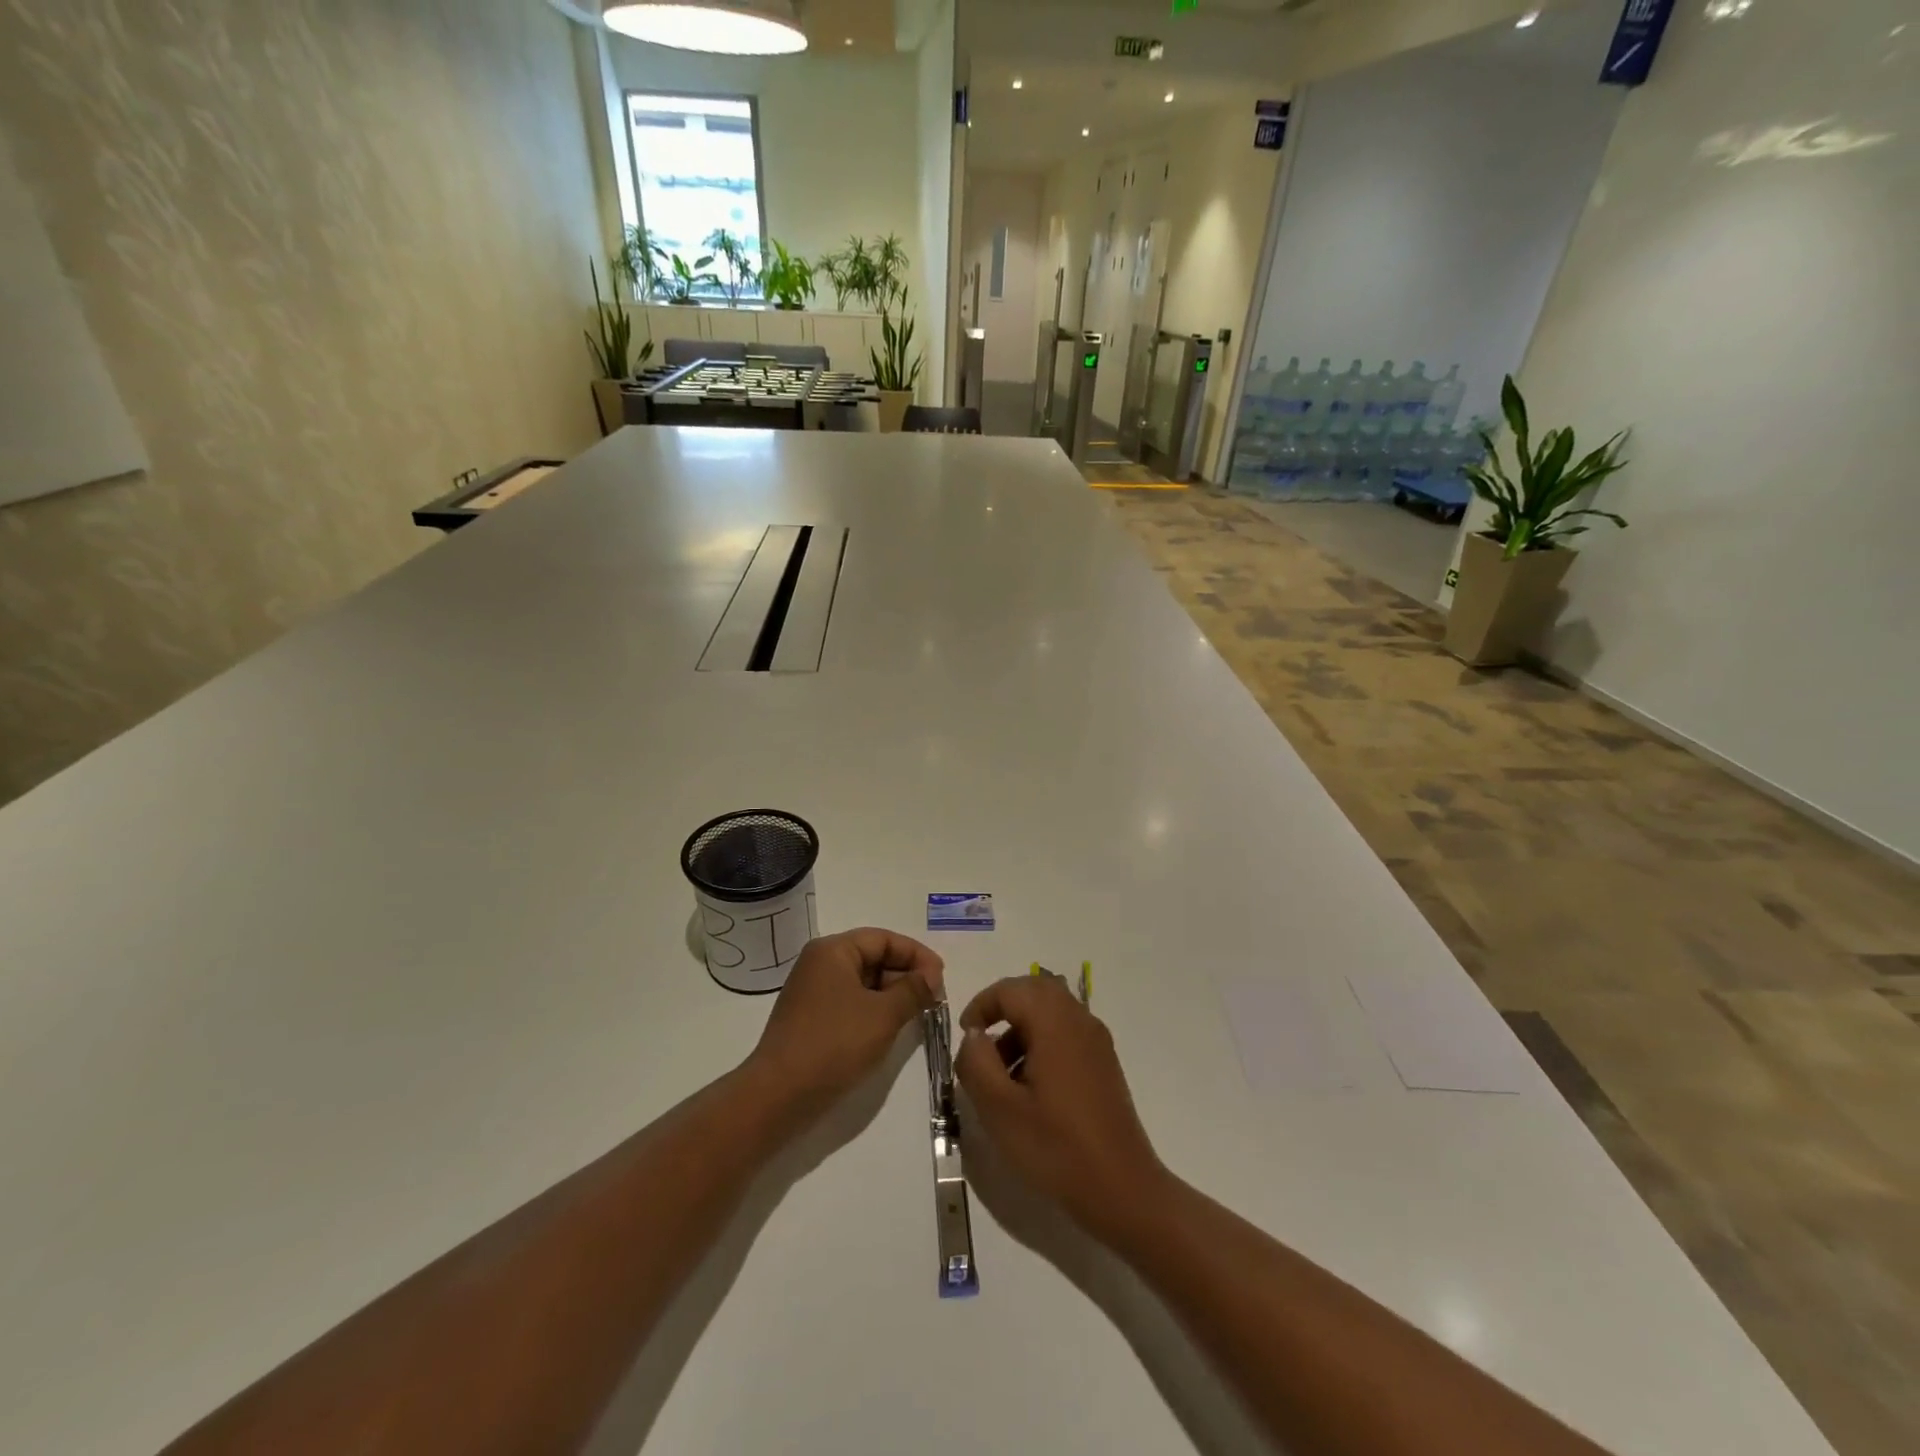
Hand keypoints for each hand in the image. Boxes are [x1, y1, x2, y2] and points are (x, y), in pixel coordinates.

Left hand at [744, 928, 943, 1120]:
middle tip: (934, 997)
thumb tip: (931, 976)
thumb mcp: (883, 1015)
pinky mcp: (811, 1017)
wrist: (778, 1095)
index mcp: (833, 950)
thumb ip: (913, 990)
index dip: (916, 955)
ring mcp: (812, 991)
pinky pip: (851, 1001)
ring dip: (892, 993)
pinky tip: (891, 1027)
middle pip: (872, 957)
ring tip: (918, 1013)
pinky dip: (874, 1008)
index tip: (941, 977)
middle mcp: (819, 963)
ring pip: (863, 981)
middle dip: (905, 974)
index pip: (884, 939)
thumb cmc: (834, 1045)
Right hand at [955, 976, 1166, 1237]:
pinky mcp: (1104, 1063)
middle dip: (1003, 1008)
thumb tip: (975, 1035)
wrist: (1122, 1189)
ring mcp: (1096, 1041)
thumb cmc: (1056, 1147)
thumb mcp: (999, 1109)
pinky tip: (1030, 1087)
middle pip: (1035, 990)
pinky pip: (1066, 1032)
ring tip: (1001, 1075)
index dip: (981, 1005)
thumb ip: (976, 1062)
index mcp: (1055, 1022)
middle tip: (980, 1043)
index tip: (965, 1037)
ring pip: (1051, 1011)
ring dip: (1021, 1028)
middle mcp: (1079, 1020)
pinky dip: (1041, 1042)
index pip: (1011, 989)